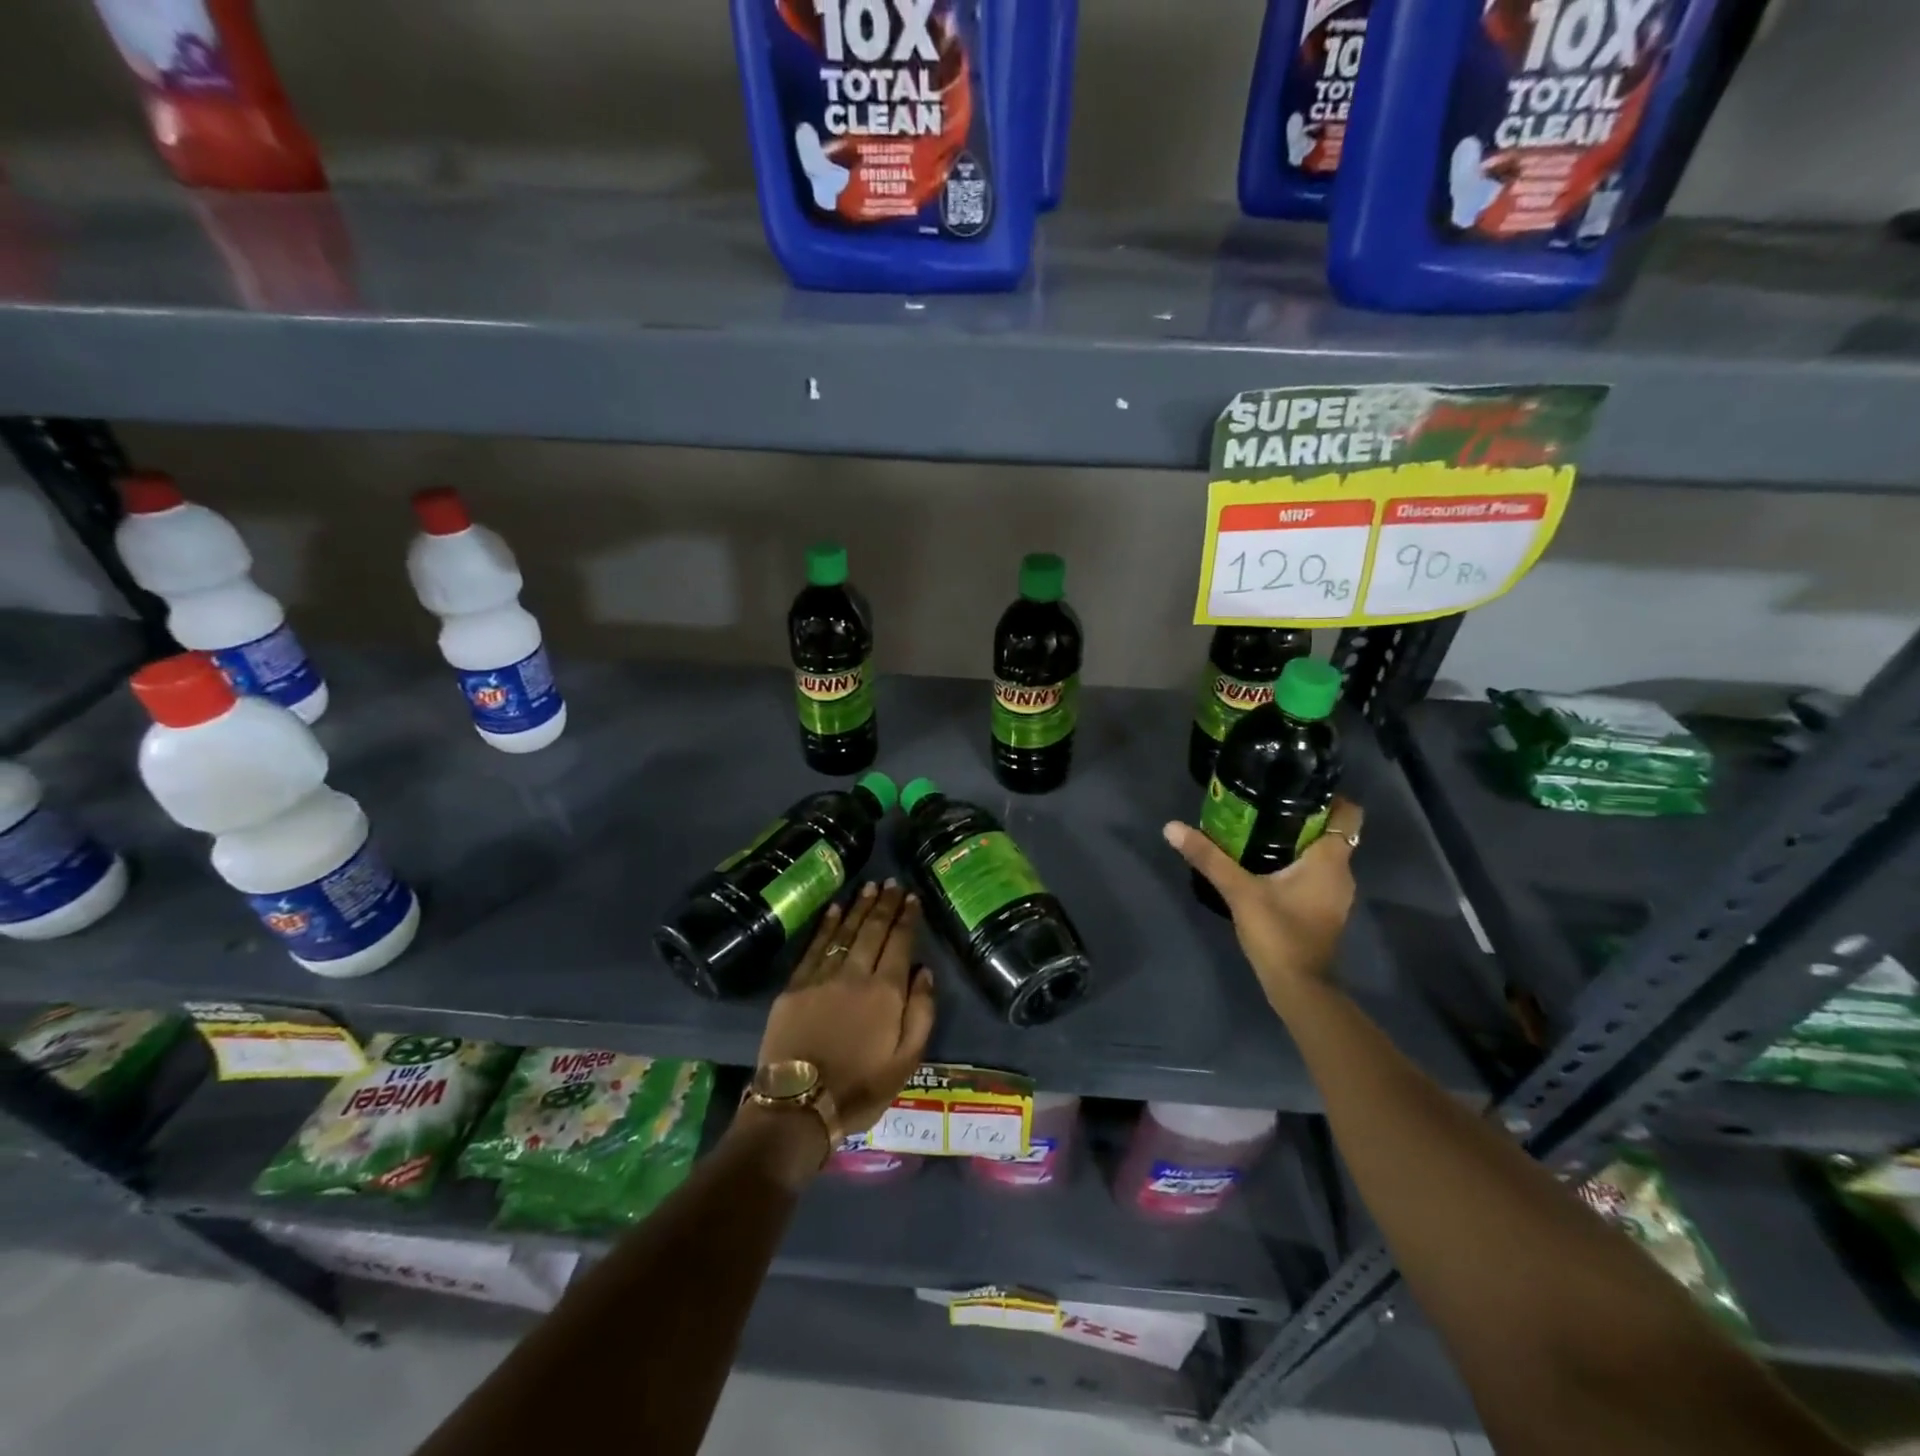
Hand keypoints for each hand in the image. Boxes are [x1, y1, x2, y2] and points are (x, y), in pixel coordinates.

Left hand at [753, 881, 936, 1160]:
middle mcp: (855, 974)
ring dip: (858, 908)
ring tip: (868, 887)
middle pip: (872, 930)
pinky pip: (814, 946)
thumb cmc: (860, 1087)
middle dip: (884, 904)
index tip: (911, 897)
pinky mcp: (794, 986)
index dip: (906, 918)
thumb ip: (921, 1013)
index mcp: (886, 992)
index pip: (899, 943)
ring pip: (844, 932)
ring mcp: (821, 977)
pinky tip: (834, 910)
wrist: (799, 1106)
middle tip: (891, 883)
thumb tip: (924, 971)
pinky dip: (826, 925)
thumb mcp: (906, 1061)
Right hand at [1162, 797, 1363, 1008]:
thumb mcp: (1239, 891)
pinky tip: (1264, 865)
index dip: (1329, 797)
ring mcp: (1334, 894)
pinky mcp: (1323, 910)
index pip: (1349, 814)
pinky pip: (1314, 874)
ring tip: (1258, 830)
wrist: (1299, 988)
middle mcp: (1341, 872)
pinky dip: (1295, 864)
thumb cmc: (1279, 933)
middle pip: (1330, 831)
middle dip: (1301, 817)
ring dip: (1296, 842)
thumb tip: (1172, 827)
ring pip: (1321, 854)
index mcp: (1330, 859)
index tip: (1294, 788)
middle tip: (1263, 805)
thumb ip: (1208, 857)